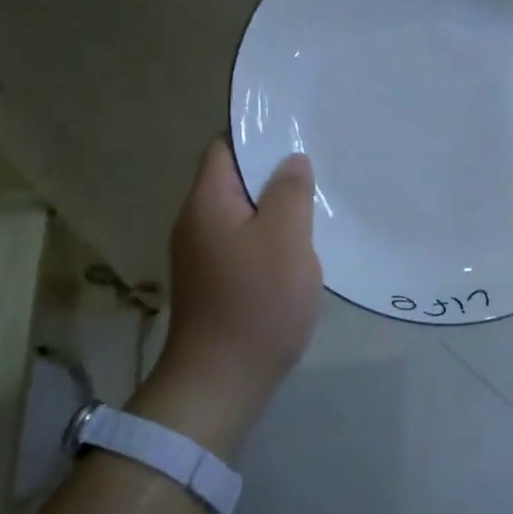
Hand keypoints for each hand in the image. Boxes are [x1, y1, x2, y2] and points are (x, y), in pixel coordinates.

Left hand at [134, 140, 322, 453]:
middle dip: (272, 173)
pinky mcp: (214, 282)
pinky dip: (269, 238)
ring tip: (315, 203)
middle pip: (233, 181)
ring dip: (274, 209)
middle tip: (316, 167)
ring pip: (242, 214)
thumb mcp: (285, 238)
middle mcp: (196, 222)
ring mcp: (202, 255)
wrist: (221, 381)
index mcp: (207, 201)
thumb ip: (290, 192)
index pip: (224, 147)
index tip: (295, 132)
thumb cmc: (256, 302)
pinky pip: (244, 243)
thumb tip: (291, 161)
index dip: (257, 135)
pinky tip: (299, 248)